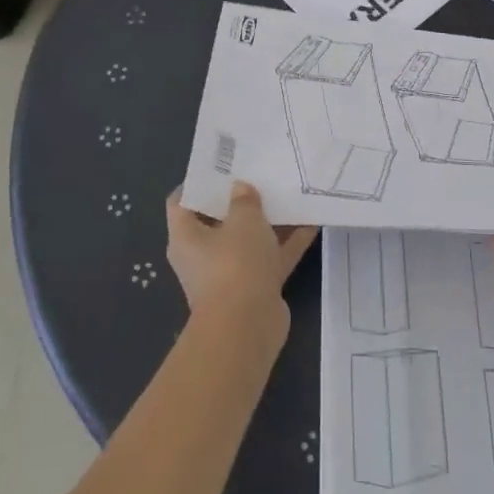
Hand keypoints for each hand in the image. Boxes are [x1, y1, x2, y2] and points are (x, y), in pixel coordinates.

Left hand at [166, 183, 315, 341]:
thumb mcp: (243, 220)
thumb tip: (240, 189)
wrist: (248, 327)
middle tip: (261, 174)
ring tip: (290, 192)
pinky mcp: (254, 288)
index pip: (181, 201)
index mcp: (186, 236)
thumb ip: (244, 200)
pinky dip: (287, 242)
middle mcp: (202, 255)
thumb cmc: (234, 264)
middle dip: (240, 199)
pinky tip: (311, 221)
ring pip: (249, 239)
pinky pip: (270, 257)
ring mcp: (229, 273)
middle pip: (219, 220)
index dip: (198, 182)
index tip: (222, 166)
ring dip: (268, 221)